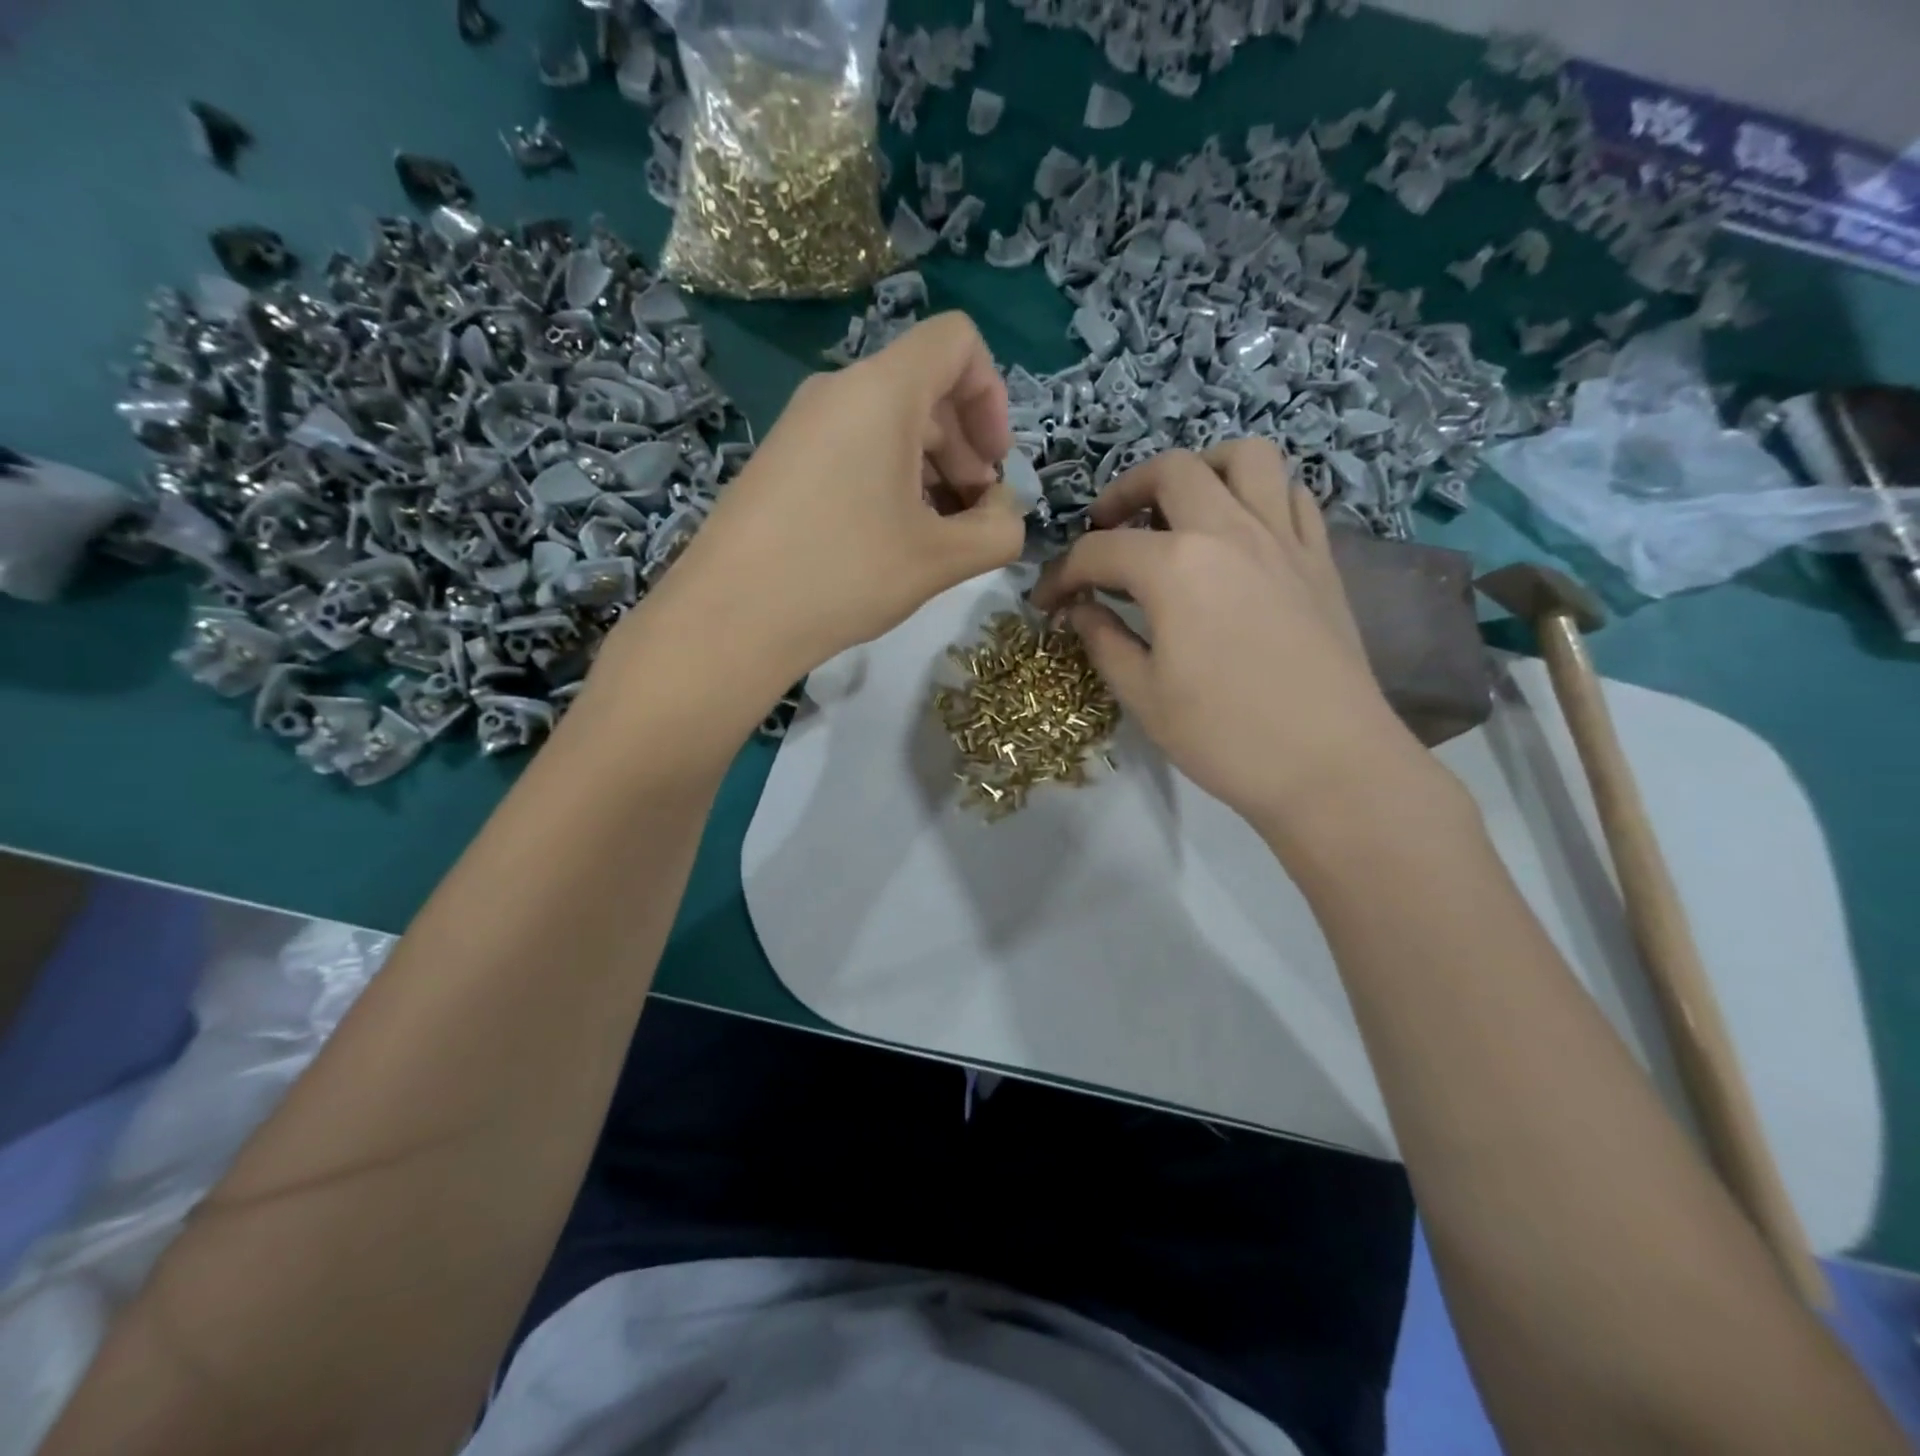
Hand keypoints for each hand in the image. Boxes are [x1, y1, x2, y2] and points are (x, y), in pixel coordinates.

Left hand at [635, 312, 1025, 689]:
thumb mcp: (941, 559)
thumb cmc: (845, 575)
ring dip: (930, 470)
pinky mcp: (781, 460)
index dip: (992, 394)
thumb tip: (1005, 515)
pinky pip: (852, 448)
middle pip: (925, 388)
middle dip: (966, 447)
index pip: (956, 342)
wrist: (729, 618)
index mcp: (882, 392)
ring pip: (889, 423)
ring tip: (936, 536)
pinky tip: (890, 541)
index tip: (994, 463)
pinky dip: (888, 480)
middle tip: (973, 516)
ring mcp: (802, 424)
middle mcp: (838, 390)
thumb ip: (998, 531)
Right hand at [1030, 440, 1446, 847]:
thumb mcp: (1143, 695)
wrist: (1330, 765)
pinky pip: (1292, 495)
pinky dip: (1259, 496)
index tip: (1046, 601)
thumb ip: (1104, 640)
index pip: (1099, 550)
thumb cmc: (1224, 736)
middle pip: (1170, 471)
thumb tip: (1081, 609)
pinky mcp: (1320, 559)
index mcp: (1175, 566)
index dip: (1061, 574)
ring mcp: (1283, 538)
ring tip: (1179, 509)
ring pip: (1245, 458)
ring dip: (1202, 470)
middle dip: (1123, 493)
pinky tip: (1240, 535)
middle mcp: (1229, 531)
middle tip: (1106, 530)